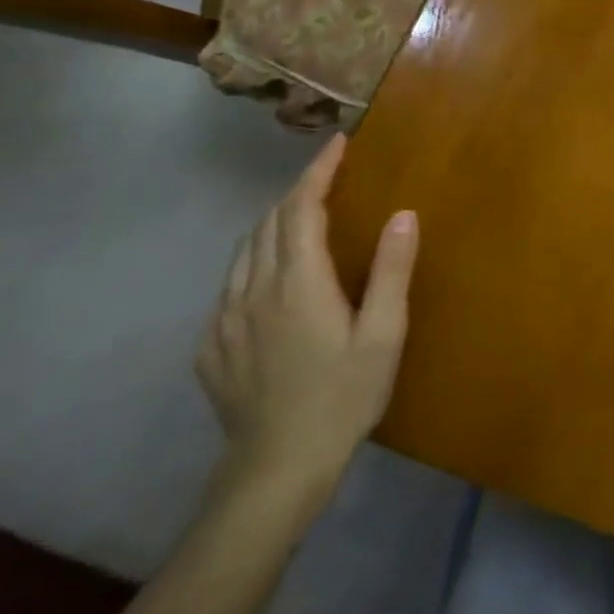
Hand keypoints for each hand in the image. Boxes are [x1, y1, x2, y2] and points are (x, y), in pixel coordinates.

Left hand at [196, 136, 417, 501]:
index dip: (318, 171)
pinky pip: (230, 284)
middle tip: (328, 176)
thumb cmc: (343, 396)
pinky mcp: (210, 346)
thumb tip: (403, 214)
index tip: (337, 144)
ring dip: (273, 222)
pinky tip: (272, 276)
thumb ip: (392, 271)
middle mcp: (252, 291)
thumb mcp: (384, 335)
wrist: (276, 469)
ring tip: (302, 215)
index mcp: (297, 284)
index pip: (301, 209)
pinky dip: (254, 259)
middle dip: (297, 191)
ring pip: (244, 251)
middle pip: (268, 223)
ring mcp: (224, 320)